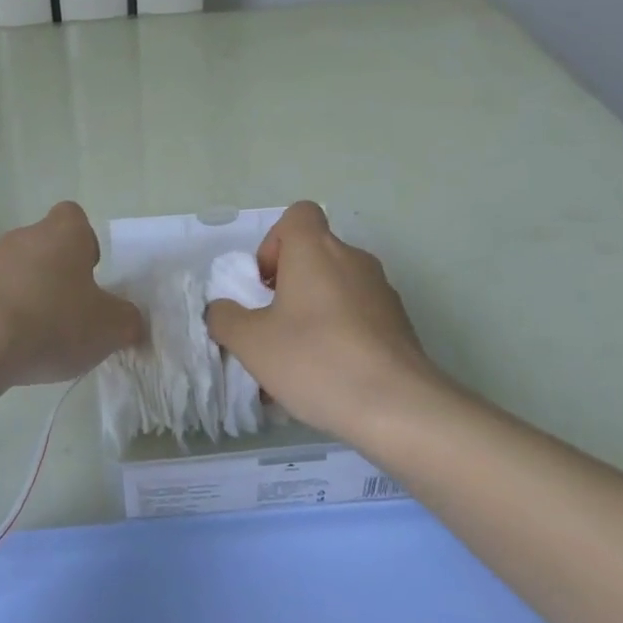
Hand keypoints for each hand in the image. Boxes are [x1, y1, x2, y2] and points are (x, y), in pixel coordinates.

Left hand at [0, 202, 145, 388]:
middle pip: (47, 247)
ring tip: (42, 338)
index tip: (91, 275)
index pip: (75, 218)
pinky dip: (6, 317)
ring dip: (31, 297)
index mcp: (64, 232)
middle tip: (72, 314)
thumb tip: (131, 321)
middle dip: (59, 276)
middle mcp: (25, 236)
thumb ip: (128, 321)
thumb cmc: (53, 320)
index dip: (86, 243)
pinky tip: (13, 348)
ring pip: (20, 273)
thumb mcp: (109, 328)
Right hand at [206, 202, 445, 435]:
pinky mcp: (400, 325)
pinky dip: (340, 335)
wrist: (398, 407)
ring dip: (314, 313)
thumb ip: (225, 318)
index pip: (298, 215)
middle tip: (274, 326)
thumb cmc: (315, 359)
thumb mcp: (250, 342)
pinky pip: (358, 317)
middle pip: (315, 255)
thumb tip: (222, 310)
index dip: (275, 242)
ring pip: (336, 289)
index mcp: (316, 250)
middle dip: (290, 285)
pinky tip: (329, 378)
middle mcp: (353, 259)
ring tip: (298, 361)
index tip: (266, 283)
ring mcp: (382, 292)